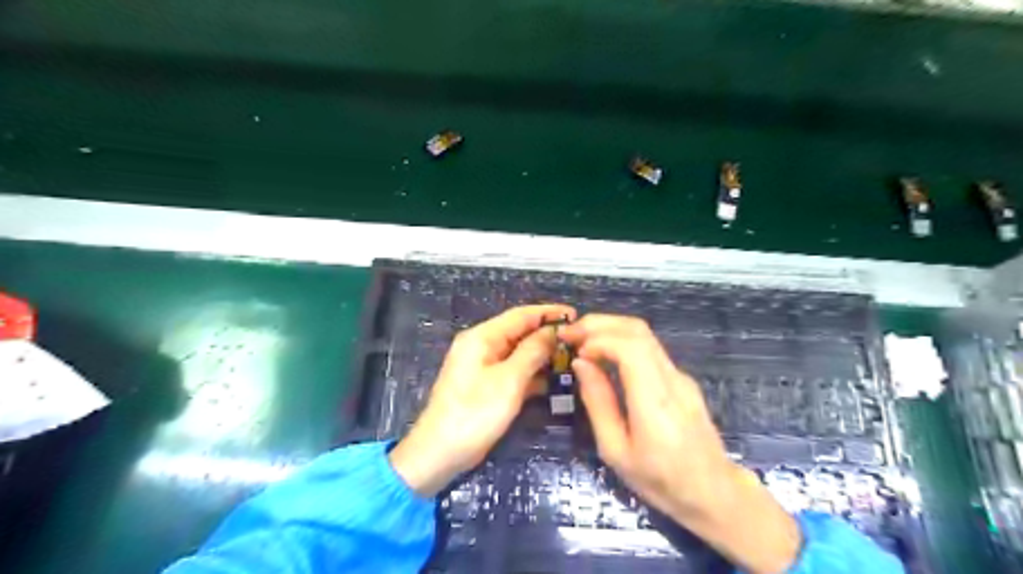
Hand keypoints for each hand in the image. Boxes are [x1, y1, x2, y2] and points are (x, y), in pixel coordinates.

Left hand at [390, 304, 573, 496]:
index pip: (521, 315)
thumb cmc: (475, 413)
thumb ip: (532, 352)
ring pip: (518, 352)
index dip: (549, 313)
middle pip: (519, 332)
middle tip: (579, 341)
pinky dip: (531, 373)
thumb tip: (552, 332)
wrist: (440, 453)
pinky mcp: (486, 385)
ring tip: (571, 359)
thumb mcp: (509, 380)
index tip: (576, 315)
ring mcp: (483, 366)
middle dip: (547, 335)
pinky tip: (552, 381)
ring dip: (541, 355)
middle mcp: (481, 345)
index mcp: (482, 337)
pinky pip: (513, 371)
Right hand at [559, 313, 798, 572]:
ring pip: (645, 335)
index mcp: (655, 401)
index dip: (598, 338)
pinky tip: (604, 355)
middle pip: (638, 331)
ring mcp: (681, 376)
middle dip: (600, 323)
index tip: (574, 349)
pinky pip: (650, 349)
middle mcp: (672, 379)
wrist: (714, 493)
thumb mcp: (616, 451)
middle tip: (570, 333)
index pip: (630, 347)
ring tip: (581, 340)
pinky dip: (622, 341)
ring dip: (610, 329)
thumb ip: (598, 402)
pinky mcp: (682, 380)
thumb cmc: (660, 481)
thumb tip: (581, 364)